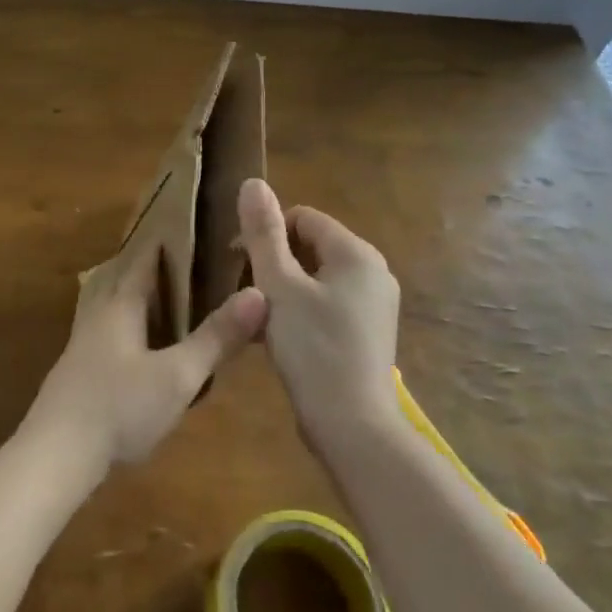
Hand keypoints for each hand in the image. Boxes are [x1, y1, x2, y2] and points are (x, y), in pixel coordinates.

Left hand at [23, 246, 267, 477]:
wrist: (56, 455)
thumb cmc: (120, 407)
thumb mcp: (178, 376)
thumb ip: (217, 337)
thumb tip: (259, 293)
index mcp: (121, 301)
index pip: (144, 254)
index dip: (169, 238)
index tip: (197, 225)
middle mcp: (99, 310)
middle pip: (122, 272)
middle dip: (151, 262)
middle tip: (187, 256)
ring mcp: (84, 339)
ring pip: (109, 298)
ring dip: (134, 289)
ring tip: (165, 291)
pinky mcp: (78, 366)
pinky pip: (105, 324)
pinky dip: (125, 317)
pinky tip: (140, 338)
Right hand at [237, 178, 399, 450]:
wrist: (353, 429)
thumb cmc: (313, 349)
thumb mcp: (279, 286)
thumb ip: (263, 233)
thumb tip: (252, 182)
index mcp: (356, 253)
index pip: (302, 218)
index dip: (266, 234)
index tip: (237, 262)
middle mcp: (373, 272)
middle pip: (309, 248)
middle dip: (273, 265)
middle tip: (246, 296)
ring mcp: (374, 305)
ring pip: (315, 280)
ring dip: (282, 292)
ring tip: (257, 321)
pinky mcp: (368, 334)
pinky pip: (327, 306)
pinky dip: (300, 313)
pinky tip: (277, 340)